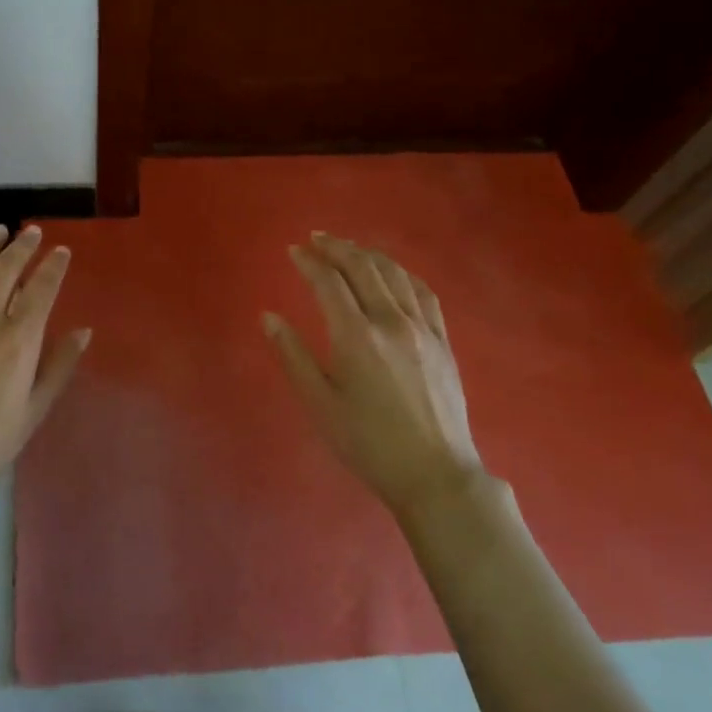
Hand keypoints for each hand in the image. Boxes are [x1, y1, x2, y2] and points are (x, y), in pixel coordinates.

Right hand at [263, 233, 481, 517]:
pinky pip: (422, 291)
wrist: (434, 474)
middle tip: (317, 238)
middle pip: (362, 267)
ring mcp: (421, 328)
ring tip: (348, 248)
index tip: (293, 250)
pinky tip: (392, 272)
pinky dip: (401, 273)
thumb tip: (268, 317)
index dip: (309, 261)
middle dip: (337, 247)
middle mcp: (390, 321)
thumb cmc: (368, 443)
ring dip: (367, 254)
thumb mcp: (319, 404)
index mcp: (356, 336)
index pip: (329, 282)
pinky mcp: (442, 339)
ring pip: (393, 273)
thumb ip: (293, 355)